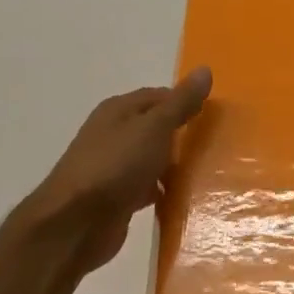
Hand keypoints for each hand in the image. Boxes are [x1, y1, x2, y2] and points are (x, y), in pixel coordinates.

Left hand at [24, 67, 212, 272]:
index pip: (158, 96)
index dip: (185, 102)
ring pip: (152, 159)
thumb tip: (205, 70)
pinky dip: (164, 191)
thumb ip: (180, 103)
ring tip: (208, 172)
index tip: (214, 116)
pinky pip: (147, 187)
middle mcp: (113, 134)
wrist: (76, 223)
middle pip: (155, 128)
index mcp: (118, 111)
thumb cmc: (116, 166)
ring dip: (174, 165)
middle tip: (216, 145)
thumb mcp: (154, 127)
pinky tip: (184, 198)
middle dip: (183, 135)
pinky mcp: (117, 197)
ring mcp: (113, 167)